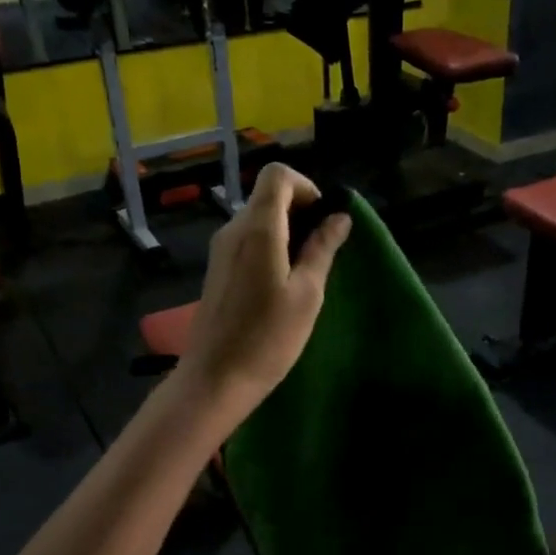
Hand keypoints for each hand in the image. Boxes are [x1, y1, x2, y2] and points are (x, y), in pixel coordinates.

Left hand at [179, 164, 351, 413]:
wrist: (216, 378)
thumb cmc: (268, 338)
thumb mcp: (307, 294)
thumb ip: (322, 249)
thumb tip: (339, 217)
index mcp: (258, 228)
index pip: (278, 175)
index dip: (307, 188)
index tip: (325, 220)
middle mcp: (234, 229)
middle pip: (269, 196)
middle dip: (301, 211)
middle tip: (324, 249)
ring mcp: (222, 249)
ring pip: (259, 219)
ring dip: (288, 231)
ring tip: (308, 270)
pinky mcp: (218, 269)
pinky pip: (248, 240)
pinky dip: (271, 247)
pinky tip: (284, 283)